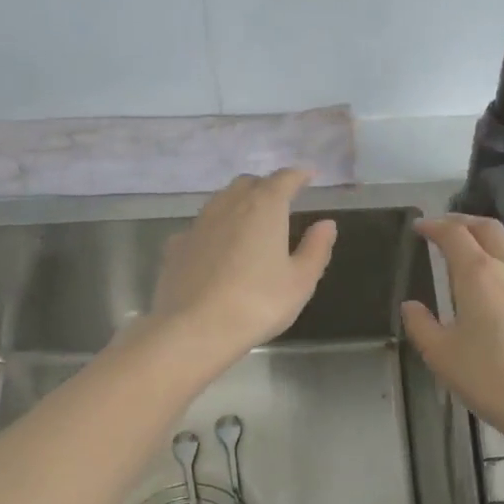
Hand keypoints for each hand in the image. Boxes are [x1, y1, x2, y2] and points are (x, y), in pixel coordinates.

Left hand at [148, 169, 337, 364]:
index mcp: (264, 207)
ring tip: (249, 222)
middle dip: (266, 187)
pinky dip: (214, 230)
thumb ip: (316, 248)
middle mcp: (228, 205)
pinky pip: (200, 228)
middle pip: (248, 184)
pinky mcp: (176, 246)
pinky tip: (216, 249)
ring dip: (238, 204)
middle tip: (279, 202)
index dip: (298, 175)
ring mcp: (198, 224)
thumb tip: (326, 224)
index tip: (309, 176)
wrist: (195, 328)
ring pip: (220, 201)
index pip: (284, 179)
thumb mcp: (300, 281)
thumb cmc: (258, 303)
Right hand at [401, 215, 503, 445]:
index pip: (453, 234)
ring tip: (474, 253)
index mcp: (478, 274)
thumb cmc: (491, 380)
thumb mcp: (442, 356)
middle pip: (487, 228)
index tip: (419, 228)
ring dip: (489, 240)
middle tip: (444, 230)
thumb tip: (411, 306)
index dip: (433, 226)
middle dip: (462, 222)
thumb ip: (421, 325)